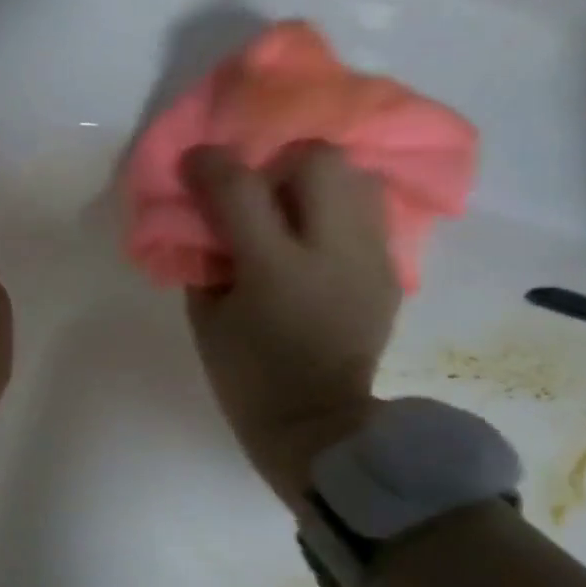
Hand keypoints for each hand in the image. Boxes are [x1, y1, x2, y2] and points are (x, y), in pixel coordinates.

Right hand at [182, 142, 399, 506]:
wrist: (318, 425)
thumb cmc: (248, 378)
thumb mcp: (206, 320)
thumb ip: (206, 258)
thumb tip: (211, 219)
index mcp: (274, 269)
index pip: (240, 188)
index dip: (211, 164)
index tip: (195, 162)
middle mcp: (331, 251)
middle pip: (317, 161)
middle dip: (279, 163)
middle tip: (259, 192)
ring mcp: (369, 258)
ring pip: (356, 176)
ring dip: (318, 182)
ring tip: (296, 211)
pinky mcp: (390, 271)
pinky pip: (369, 213)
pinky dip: (339, 211)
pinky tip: (319, 239)